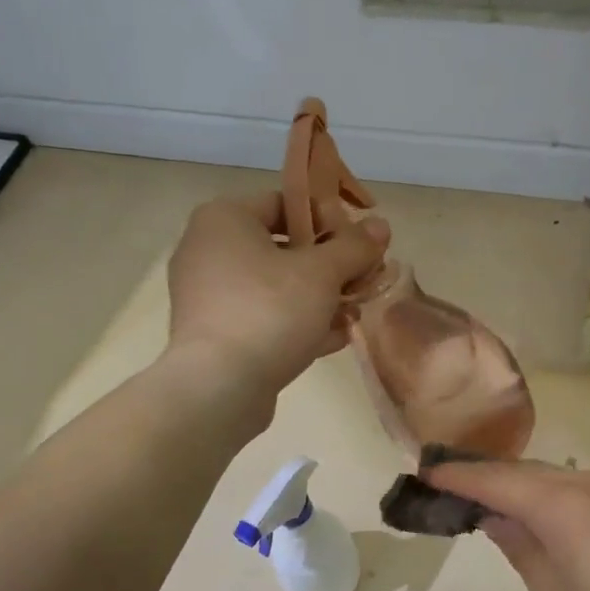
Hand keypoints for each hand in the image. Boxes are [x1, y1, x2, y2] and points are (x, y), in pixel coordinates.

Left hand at [166, 192, 389, 397]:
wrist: (220, 388)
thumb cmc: (270, 311)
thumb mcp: (322, 273)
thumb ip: (354, 247)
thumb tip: (380, 227)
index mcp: (225, 219)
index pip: (286, 203)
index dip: (329, 219)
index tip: (359, 244)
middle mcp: (209, 250)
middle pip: (284, 247)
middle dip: (330, 266)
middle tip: (364, 280)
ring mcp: (209, 296)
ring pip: (276, 287)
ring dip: (319, 298)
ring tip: (355, 313)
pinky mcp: (217, 334)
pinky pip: (264, 318)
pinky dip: (297, 324)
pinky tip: (334, 339)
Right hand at [424, 458, 589, 590]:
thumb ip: (522, 552)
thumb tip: (495, 517)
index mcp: (564, 506)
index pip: (496, 481)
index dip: (458, 477)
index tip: (423, 473)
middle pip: (525, 473)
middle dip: (485, 479)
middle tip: (449, 492)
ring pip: (554, 478)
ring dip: (520, 488)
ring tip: (490, 506)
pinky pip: (580, 490)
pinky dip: (550, 497)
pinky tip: (543, 519)